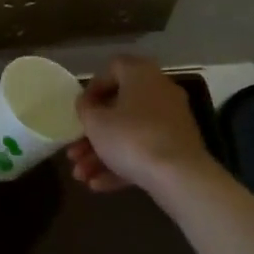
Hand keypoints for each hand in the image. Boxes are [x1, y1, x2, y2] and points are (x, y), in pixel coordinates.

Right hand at [69, 55, 223, 197]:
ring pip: (130, 134)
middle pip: (119, 109)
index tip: (81, 109)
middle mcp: (160, 92)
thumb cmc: (130, 138)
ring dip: (103, 154)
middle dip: (93, 134)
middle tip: (74, 152)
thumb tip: (87, 104)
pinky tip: (99, 185)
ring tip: (81, 176)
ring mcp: (172, 122)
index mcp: (141, 75)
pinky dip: (122, 165)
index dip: (93, 88)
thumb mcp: (95, 122)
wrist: (179, 177)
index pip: (113, 68)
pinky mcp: (178, 149)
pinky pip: (145, 151)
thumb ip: (85, 108)